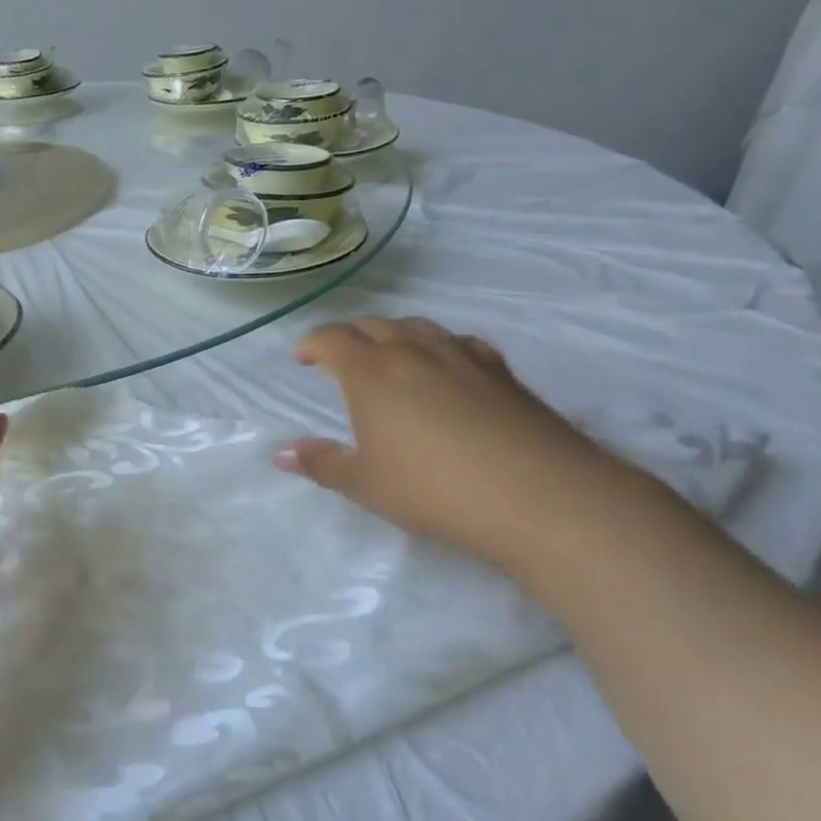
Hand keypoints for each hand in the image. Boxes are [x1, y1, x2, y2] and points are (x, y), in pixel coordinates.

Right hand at [276, 317, 636, 571]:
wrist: (539, 495)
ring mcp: (462, 355)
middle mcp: (413, 351)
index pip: (332, 338)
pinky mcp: (502, 371)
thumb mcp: (366, 484)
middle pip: (374, 325)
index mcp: (371, 372)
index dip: (311, 344)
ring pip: (418, 327)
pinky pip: (459, 342)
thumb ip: (321, 463)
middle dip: (350, 337)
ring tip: (389, 359)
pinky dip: (439, 347)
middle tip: (340, 360)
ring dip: (394, 336)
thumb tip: (281, 454)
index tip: (301, 358)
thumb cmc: (433, 490)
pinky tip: (447, 370)